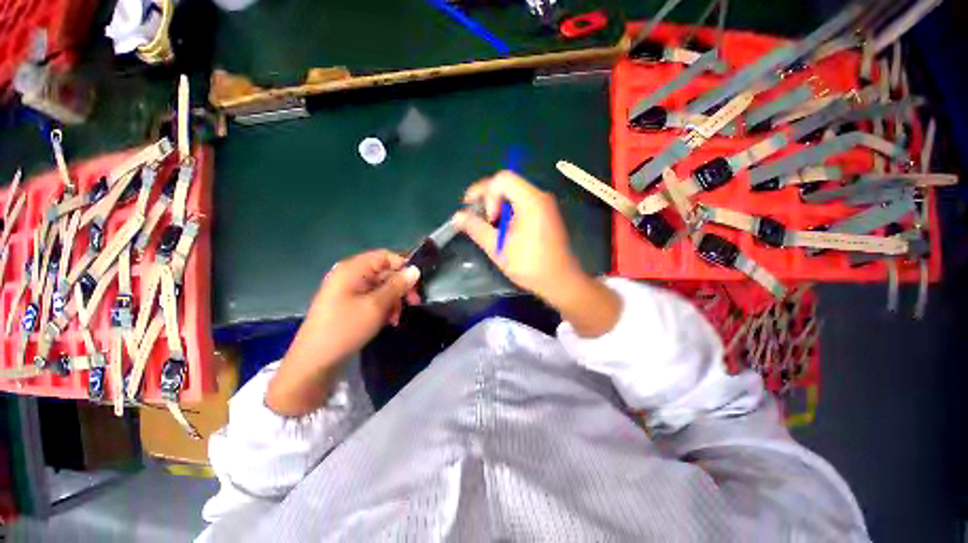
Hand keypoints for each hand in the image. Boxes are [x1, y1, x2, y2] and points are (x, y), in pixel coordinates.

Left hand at [267, 250, 419, 416]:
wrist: (315, 360)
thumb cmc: (346, 328)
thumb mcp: (377, 305)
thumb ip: (397, 285)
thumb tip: (415, 270)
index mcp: (353, 268)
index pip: (385, 256)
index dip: (403, 265)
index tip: (418, 283)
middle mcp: (350, 274)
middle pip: (384, 272)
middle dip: (400, 287)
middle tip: (414, 302)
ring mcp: (348, 289)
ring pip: (381, 287)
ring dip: (393, 299)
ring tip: (396, 317)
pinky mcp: (348, 303)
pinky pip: (372, 298)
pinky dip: (384, 306)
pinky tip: (388, 321)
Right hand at [455, 171, 621, 337]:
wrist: (561, 282)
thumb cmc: (530, 266)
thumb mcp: (498, 248)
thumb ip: (476, 229)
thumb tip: (457, 216)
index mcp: (531, 201)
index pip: (502, 179)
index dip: (486, 193)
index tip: (485, 217)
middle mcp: (540, 197)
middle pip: (507, 184)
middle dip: (489, 199)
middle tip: (481, 220)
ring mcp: (544, 205)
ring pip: (513, 194)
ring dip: (497, 207)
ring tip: (491, 227)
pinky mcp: (545, 214)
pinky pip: (522, 203)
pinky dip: (508, 212)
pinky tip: (504, 229)